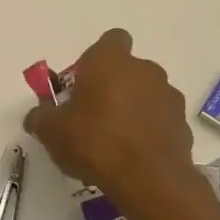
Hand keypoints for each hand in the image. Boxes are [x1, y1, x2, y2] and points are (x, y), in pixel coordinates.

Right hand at [24, 30, 196, 200]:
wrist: (148, 178)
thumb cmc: (95, 142)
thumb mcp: (51, 131)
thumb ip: (40, 117)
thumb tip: (37, 116)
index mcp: (110, 61)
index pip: (111, 40)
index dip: (96, 59)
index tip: (83, 83)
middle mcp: (144, 69)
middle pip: (127, 70)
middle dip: (112, 87)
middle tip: (92, 116)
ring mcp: (168, 96)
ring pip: (146, 94)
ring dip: (132, 109)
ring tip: (114, 141)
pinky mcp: (182, 124)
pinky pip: (159, 120)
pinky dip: (148, 131)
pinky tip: (133, 156)